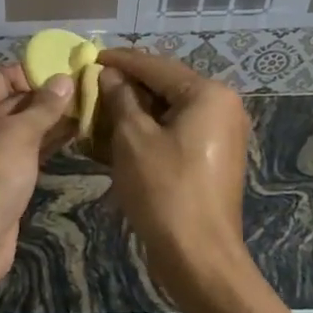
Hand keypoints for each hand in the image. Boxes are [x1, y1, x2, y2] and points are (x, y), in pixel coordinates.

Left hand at [0, 63, 76, 282]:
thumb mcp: (16, 136)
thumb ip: (43, 107)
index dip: (37, 73)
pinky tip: (76, 135)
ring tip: (90, 109)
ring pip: (21, 128)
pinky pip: (24, 151)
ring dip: (51, 120)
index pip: (3, 77)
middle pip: (12, 101)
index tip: (73, 71)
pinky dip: (46, 143)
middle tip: (89, 90)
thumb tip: (64, 79)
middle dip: (48, 97)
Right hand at [94, 49, 251, 277]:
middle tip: (92, 83)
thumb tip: (109, 75)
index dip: (120, 61)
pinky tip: (120, 134)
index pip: (156, 66)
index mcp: (208, 95)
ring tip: (100, 108)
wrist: (198, 256)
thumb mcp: (133, 138)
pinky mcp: (213, 158)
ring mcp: (221, 134)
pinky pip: (177, 132)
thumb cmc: (164, 190)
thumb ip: (120, 98)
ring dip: (136, 109)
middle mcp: (222, 107)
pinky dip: (150, 130)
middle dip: (128, 86)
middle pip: (166, 86)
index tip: (90, 57)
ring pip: (170, 110)